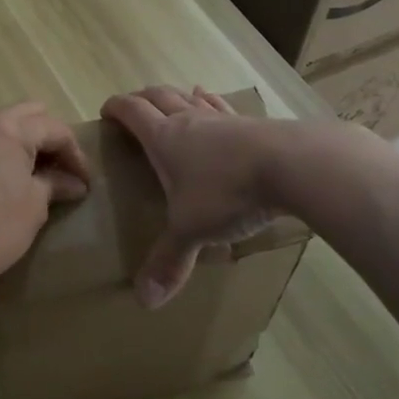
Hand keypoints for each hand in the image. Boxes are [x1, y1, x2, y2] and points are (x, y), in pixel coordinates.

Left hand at [0, 103, 90, 293]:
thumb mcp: (33, 206)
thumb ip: (54, 184)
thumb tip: (73, 183)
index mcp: (8, 127)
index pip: (54, 128)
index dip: (75, 154)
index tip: (84, 182)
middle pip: (24, 115)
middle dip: (47, 137)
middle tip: (59, 169)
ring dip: (17, 140)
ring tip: (28, 171)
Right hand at [100, 86, 281, 307]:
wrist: (292, 166)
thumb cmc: (228, 193)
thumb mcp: (192, 230)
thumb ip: (169, 261)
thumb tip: (144, 302)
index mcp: (165, 139)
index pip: (133, 112)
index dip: (116, 108)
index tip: (106, 111)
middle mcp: (190, 120)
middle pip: (159, 97)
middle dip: (142, 98)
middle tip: (133, 105)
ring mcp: (223, 119)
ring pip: (192, 98)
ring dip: (177, 96)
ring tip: (174, 98)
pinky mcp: (253, 123)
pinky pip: (223, 107)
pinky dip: (211, 102)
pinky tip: (213, 102)